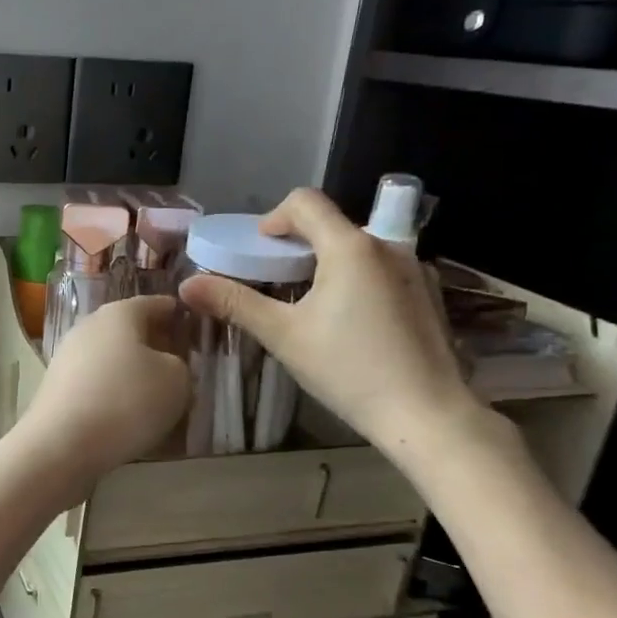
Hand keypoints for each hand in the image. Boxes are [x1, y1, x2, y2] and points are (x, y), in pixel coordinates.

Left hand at [16, 295, 190, 487]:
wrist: (61, 444)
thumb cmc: (126, 401)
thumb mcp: (177, 380)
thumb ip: (181, 365)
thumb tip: (167, 365)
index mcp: (119, 312)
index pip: (156, 303)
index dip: (180, 314)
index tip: (198, 328)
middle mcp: (89, 326)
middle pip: (130, 330)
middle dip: (157, 345)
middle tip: (184, 365)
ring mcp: (68, 356)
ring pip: (112, 357)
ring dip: (135, 372)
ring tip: (160, 396)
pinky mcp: (57, 387)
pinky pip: (96, 383)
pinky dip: (114, 393)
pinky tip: (129, 415)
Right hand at [178, 188, 487, 459]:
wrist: (427, 415)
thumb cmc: (349, 370)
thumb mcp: (283, 335)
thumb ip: (235, 303)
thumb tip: (187, 285)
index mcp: (350, 247)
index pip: (305, 202)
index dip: (273, 219)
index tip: (258, 250)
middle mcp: (387, 245)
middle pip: (331, 225)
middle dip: (297, 245)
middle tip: (276, 282)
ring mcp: (414, 268)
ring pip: (358, 248)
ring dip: (326, 263)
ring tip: (310, 306)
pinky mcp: (429, 292)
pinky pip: (381, 269)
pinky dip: (356, 280)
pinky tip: (350, 323)